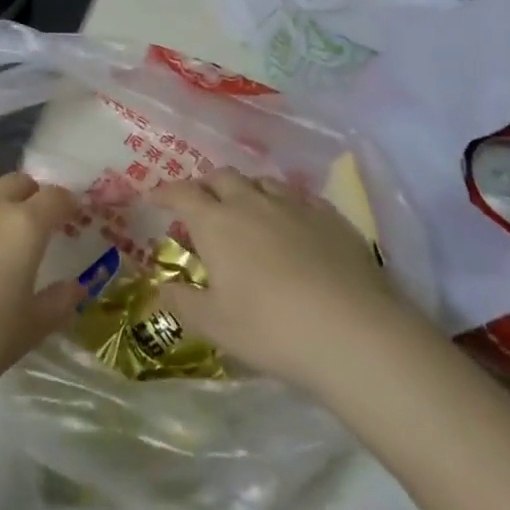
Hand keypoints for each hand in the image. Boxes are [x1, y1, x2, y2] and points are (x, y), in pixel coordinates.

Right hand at [156, 169, 417, 392]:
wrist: (355, 333)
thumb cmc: (271, 328)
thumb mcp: (215, 325)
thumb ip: (183, 302)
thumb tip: (160, 288)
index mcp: (216, 222)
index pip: (182, 193)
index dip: (164, 192)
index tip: (153, 197)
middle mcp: (252, 202)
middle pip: (222, 176)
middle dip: (206, 185)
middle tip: (201, 204)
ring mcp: (295, 206)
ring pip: (262, 182)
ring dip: (246, 190)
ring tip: (246, 210)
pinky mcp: (332, 218)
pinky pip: (301, 197)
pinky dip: (285, 203)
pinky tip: (292, 223)